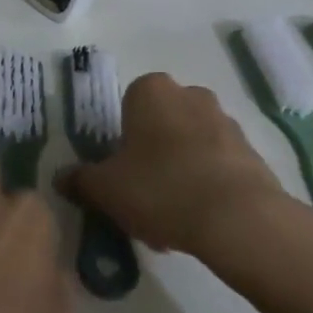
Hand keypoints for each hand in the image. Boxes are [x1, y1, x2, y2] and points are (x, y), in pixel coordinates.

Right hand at [62, 72, 302, 259]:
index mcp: (151, 90)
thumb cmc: (160, 188)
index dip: (121, 141)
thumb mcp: (106, 189)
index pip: (128, 106)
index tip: (120, 173)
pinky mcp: (251, 151)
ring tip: (171, 220)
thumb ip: (80, 180)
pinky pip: (217, 165)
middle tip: (142, 197)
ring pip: (189, 146)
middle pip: (161, 125)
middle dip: (151, 156)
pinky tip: (198, 221)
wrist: (238, 218)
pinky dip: (206, 186)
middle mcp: (190, 94)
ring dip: (179, 172)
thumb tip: (60, 178)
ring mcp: (225, 121)